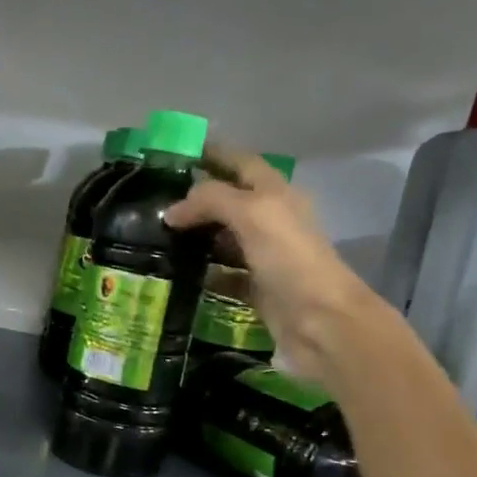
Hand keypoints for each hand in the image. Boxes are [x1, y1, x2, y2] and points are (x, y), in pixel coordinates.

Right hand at [166, 143, 377, 381]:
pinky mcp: (257, 289)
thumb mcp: (253, 214)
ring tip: (157, 233)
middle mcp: (271, 220)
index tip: (175, 154)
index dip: (213, 154)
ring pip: (224, 237)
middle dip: (196, 196)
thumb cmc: (291, 260)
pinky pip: (223, 275)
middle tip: (155, 199)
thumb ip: (211, 200)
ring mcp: (265, 256)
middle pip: (230, 199)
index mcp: (276, 194)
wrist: (322, 322)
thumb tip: (172, 210)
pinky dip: (202, 272)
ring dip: (196, 234)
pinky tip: (177, 272)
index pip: (241, 163)